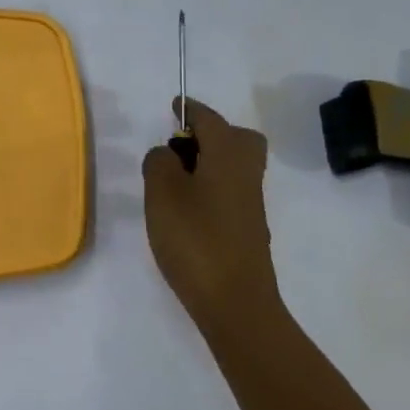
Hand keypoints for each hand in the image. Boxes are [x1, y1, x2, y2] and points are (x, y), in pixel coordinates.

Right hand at [142, 98, 280, 342]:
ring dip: (209, 162)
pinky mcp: (247, 230)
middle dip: (213, 133)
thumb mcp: (162, 194)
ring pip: (235, 166)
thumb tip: (166, 154)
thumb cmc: (195, 239)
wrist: (235, 303)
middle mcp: (246, 174)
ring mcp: (250, 204)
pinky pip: (231, 191)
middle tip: (180, 146)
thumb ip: (159, 163)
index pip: (211, 119)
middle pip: (239, 139)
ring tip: (173, 179)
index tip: (175, 106)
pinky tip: (186, 208)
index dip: (191, 110)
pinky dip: (211, 187)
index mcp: (228, 157)